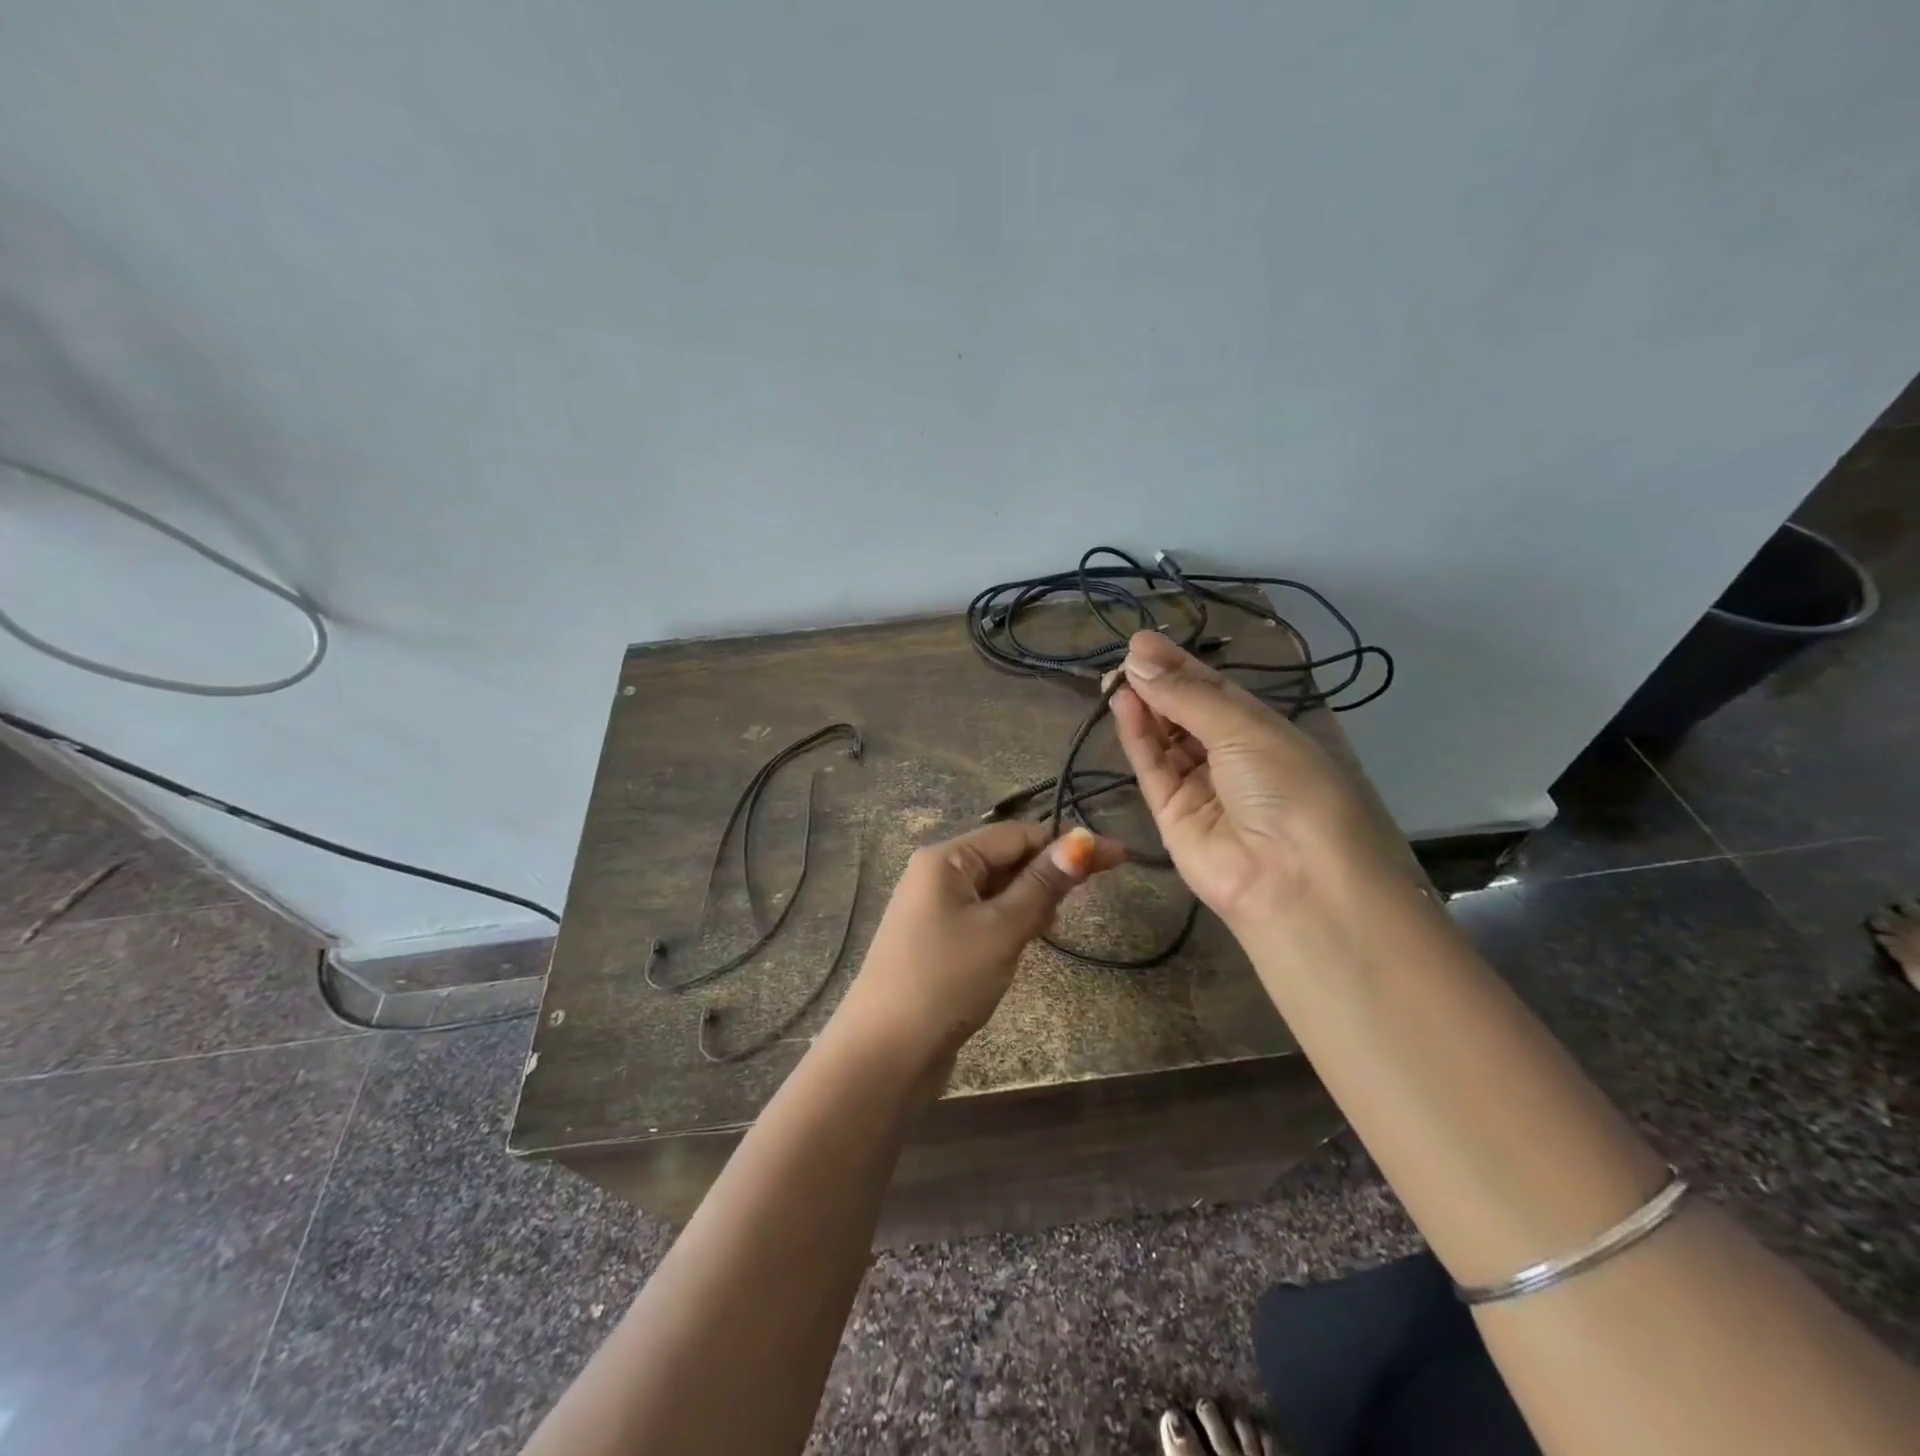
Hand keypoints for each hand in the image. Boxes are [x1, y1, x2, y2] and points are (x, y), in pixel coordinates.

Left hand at [834, 821, 1123, 1071]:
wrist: (885, 1053)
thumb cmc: (945, 981)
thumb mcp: (1001, 929)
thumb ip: (1042, 885)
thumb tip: (1082, 842)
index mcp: (946, 858)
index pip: (1016, 835)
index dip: (1068, 842)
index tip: (1118, 856)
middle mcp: (938, 874)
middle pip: (1006, 858)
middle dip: (1049, 870)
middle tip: (1094, 891)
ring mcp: (936, 909)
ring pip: (998, 889)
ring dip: (1032, 897)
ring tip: (1055, 922)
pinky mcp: (940, 941)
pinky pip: (986, 915)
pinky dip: (1013, 920)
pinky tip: (1032, 936)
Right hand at [1110, 629, 1411, 929]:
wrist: (1294, 882)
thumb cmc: (1288, 789)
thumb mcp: (1245, 730)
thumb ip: (1187, 696)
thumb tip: (1138, 659)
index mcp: (1265, 733)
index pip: (1216, 691)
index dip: (1181, 666)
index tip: (1143, 643)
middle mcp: (1234, 759)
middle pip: (1187, 714)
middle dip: (1159, 684)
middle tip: (1124, 657)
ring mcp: (1202, 790)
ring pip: (1166, 740)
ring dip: (1144, 707)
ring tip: (1116, 676)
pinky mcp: (1172, 817)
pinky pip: (1152, 769)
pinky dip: (1137, 737)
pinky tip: (1122, 704)